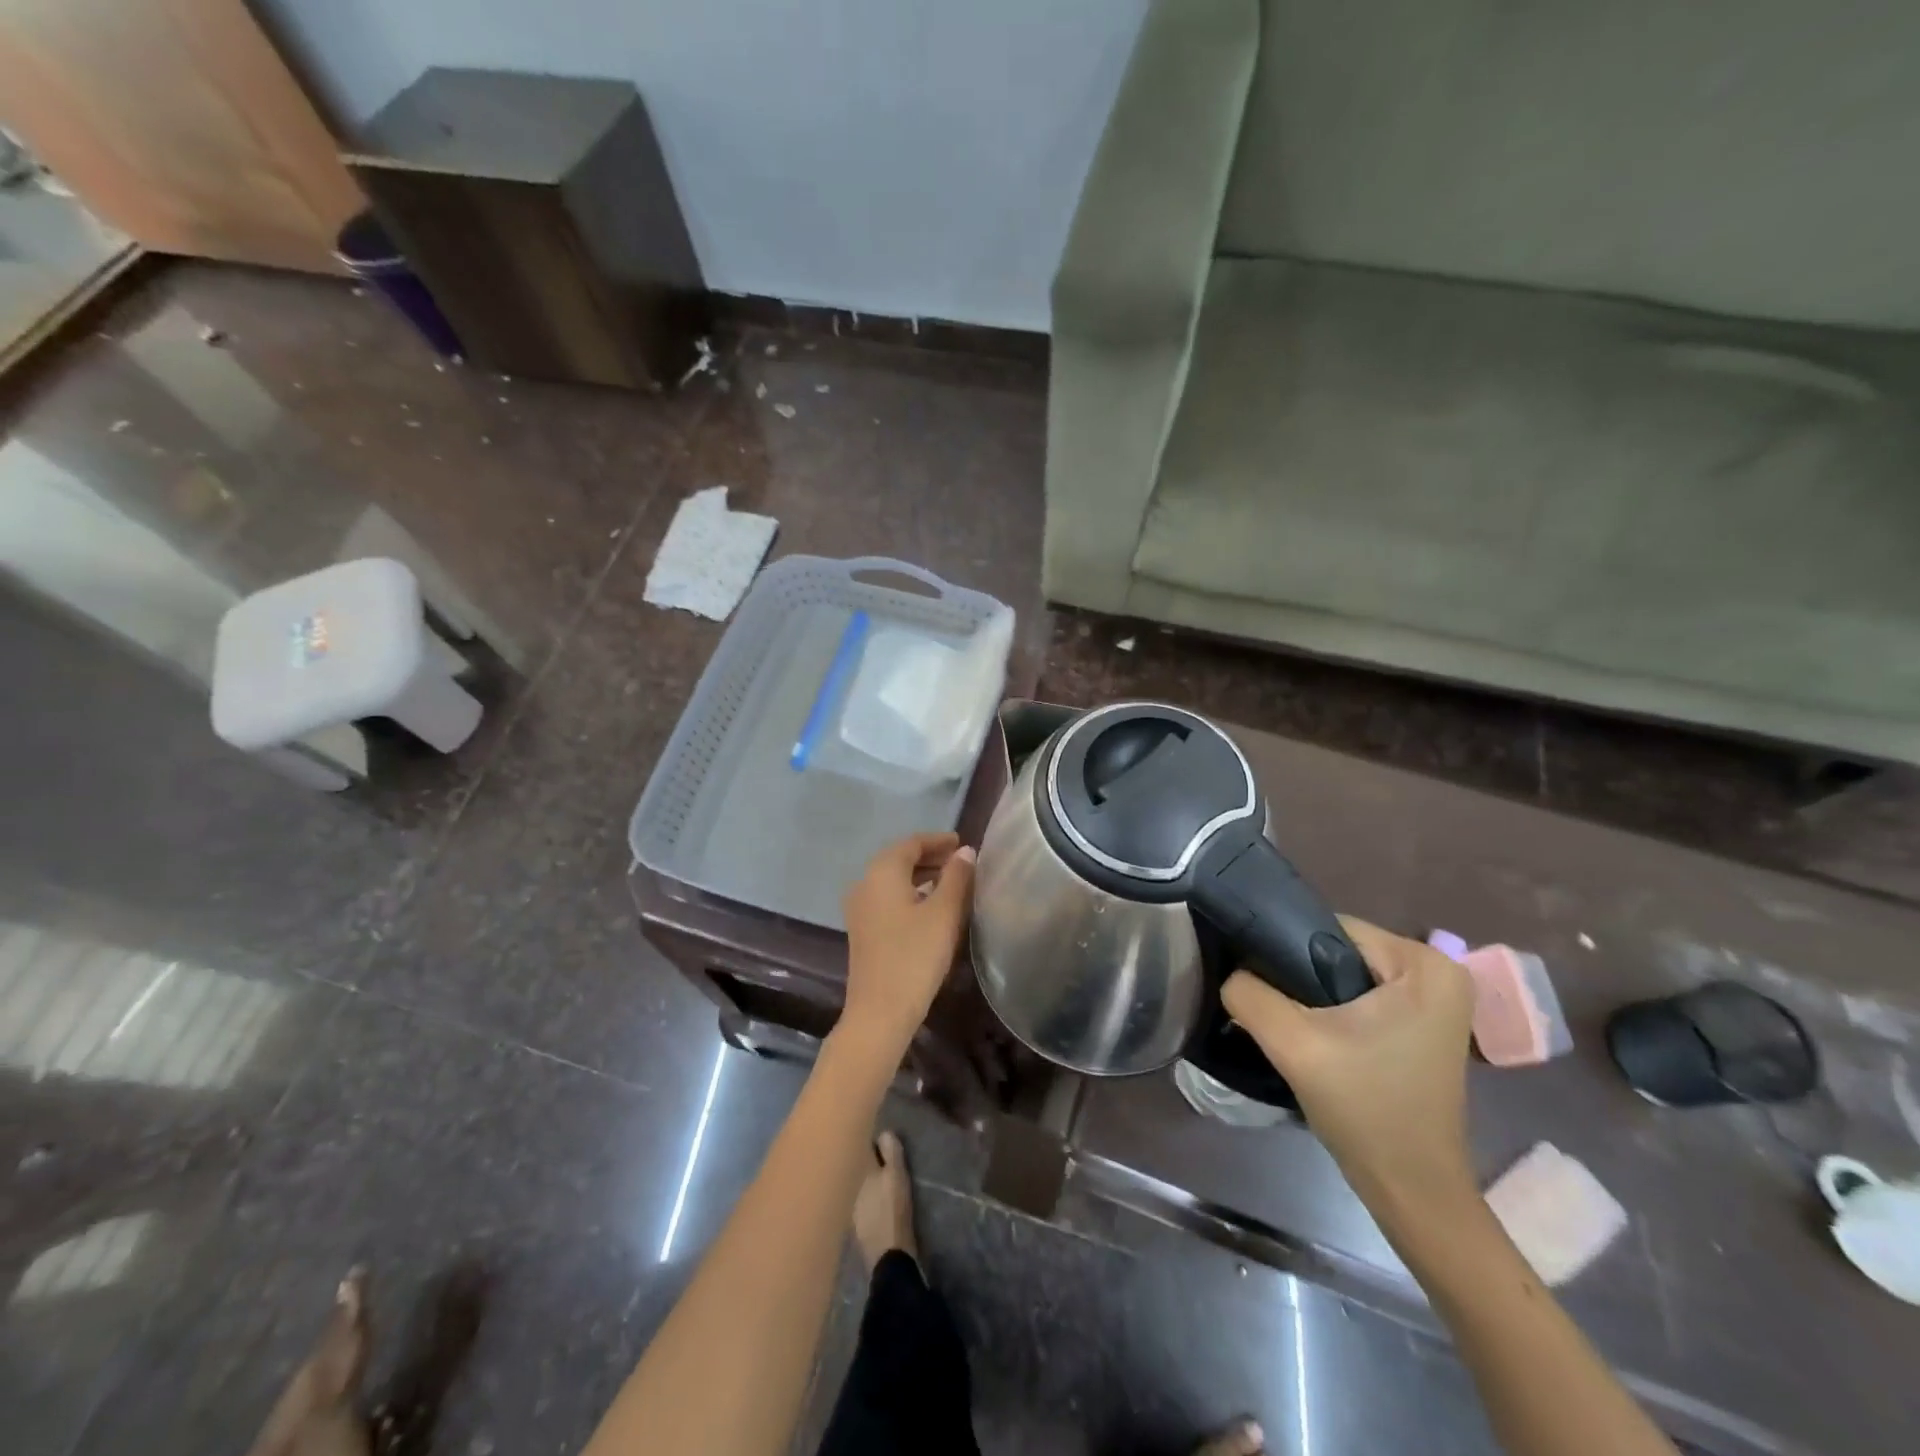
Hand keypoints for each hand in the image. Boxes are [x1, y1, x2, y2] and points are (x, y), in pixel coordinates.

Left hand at [839, 832, 975, 1055]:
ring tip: (952, 882)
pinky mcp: (863, 930)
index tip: (962, 842)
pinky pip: (888, 898)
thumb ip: (956, 877)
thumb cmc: (915, 956)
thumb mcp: (943, 913)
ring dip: (921, 876)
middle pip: (899, 859)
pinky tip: (931, 907)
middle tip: (961, 861)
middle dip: (930, 856)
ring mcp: (860, 908)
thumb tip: (965, 852)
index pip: (911, 843)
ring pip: (893, 880)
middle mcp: (865, 883)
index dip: (938, 840)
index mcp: (882, 872)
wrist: (880, 1012)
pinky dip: (911, 893)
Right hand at [1222, 918, 1475, 1214]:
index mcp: (1424, 964)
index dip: (1286, 953)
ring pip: (1344, 974)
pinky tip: (1315, 1038)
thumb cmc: (1366, 1111)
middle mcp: (1439, 970)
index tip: (1265, 989)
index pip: (1329, 929)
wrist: (1413, 1191)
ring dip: (1312, 996)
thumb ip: (1249, 994)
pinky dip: (1333, 1011)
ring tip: (1292, 1027)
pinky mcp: (1423, 1024)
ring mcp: (1435, 1000)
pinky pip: (1360, 995)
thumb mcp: (1293, 1045)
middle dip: (1300, 977)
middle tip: (1278, 1014)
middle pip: (1337, 950)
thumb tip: (1231, 973)